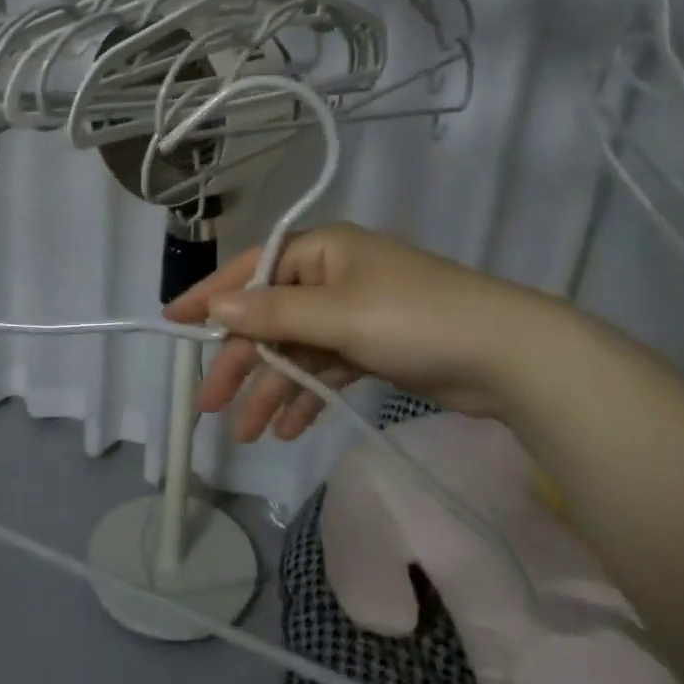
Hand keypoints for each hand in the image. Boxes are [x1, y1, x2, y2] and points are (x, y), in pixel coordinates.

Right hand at [163, 223, 560, 441]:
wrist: (510, 357)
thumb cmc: (414, 319)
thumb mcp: (336, 313)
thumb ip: (272, 314)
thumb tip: (215, 308)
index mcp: (320, 250)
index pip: (251, 271)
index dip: (210, 298)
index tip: (173, 323)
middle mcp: (331, 276)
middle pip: (269, 318)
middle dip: (239, 361)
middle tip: (209, 405)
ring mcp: (352, 313)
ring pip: (294, 350)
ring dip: (270, 388)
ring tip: (248, 433)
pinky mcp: (371, 347)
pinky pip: (323, 368)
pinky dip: (305, 394)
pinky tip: (288, 427)